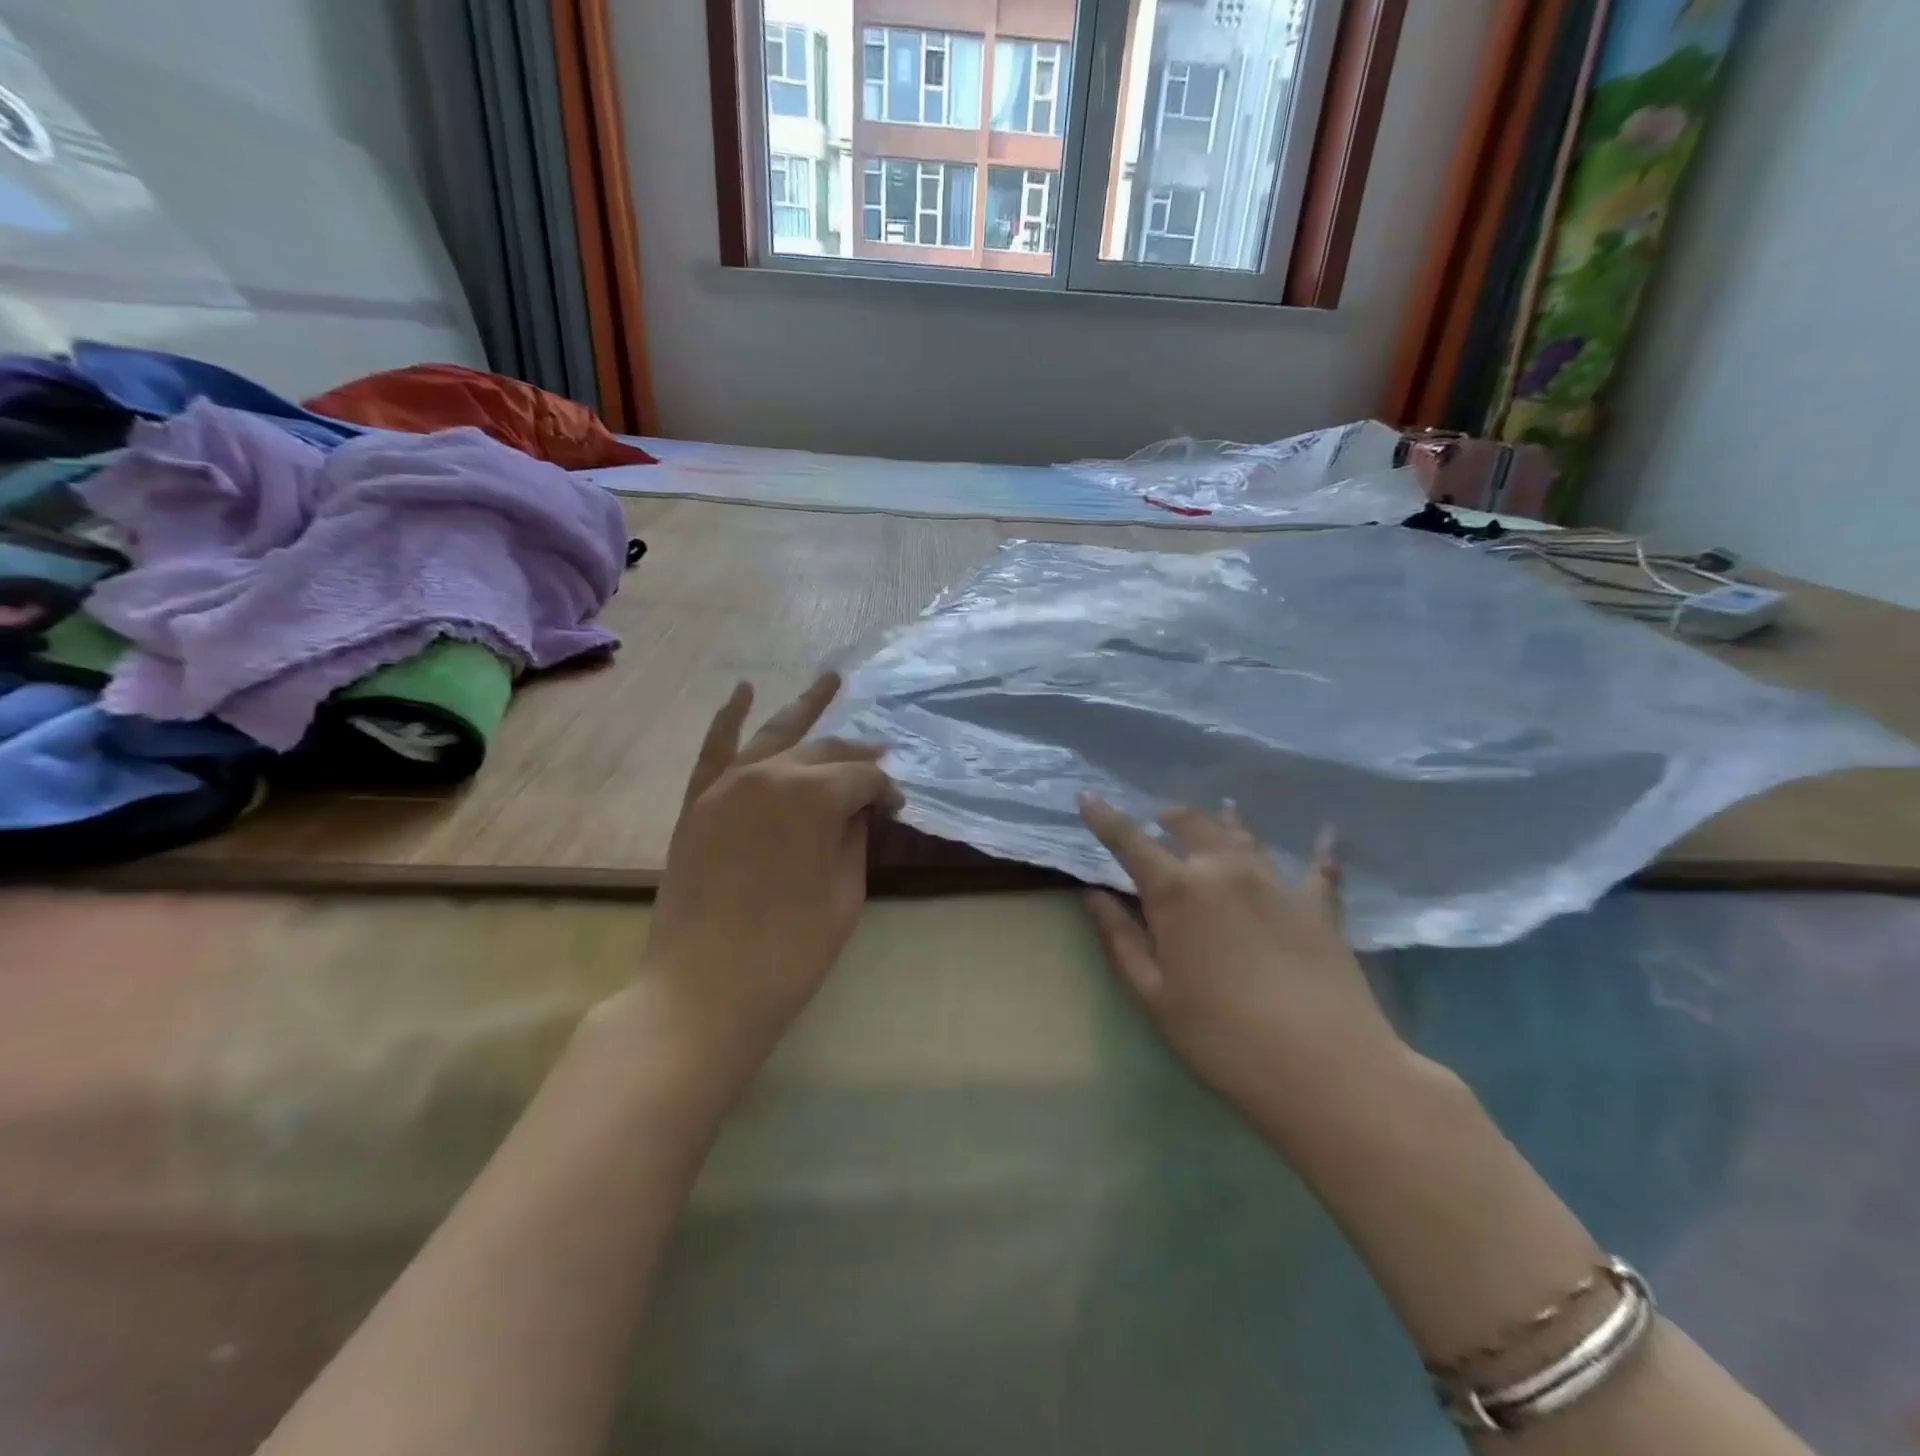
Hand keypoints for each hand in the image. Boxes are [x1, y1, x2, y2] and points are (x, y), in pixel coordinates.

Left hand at [630, 673, 901, 1079]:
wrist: (703, 990)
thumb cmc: (790, 951)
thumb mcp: (845, 894)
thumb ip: (856, 837)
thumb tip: (862, 808)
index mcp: (815, 795)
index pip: (863, 780)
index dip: (886, 792)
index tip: (898, 810)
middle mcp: (771, 774)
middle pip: (824, 752)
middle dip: (857, 756)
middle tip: (881, 760)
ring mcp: (727, 785)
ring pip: (774, 734)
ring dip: (805, 707)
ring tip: (831, 681)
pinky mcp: (697, 803)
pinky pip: (714, 749)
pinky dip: (729, 717)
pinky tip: (745, 691)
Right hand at [1078, 798, 1410, 1146]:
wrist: (1325, 1069)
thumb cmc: (1222, 1037)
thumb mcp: (1154, 995)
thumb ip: (1121, 940)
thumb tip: (1093, 896)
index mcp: (1177, 891)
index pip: (1130, 842)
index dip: (1105, 818)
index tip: (1087, 796)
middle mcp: (1224, 871)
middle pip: (1192, 826)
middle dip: (1170, 817)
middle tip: (1159, 816)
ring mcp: (1276, 884)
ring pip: (1245, 836)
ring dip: (1227, 820)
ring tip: (1222, 807)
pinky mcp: (1319, 907)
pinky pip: (1321, 867)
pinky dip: (1321, 849)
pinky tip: (1327, 832)